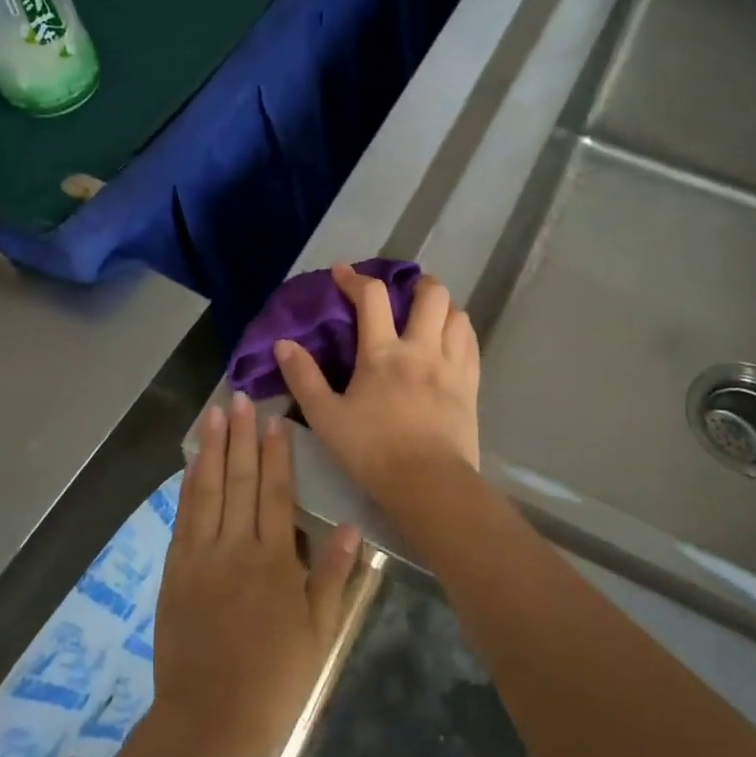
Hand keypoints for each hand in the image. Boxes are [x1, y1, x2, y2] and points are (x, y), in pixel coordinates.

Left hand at [151, 393, 359, 756]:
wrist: (209, 720)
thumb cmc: (274, 679)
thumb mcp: (319, 632)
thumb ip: (332, 575)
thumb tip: (348, 525)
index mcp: (276, 561)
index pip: (277, 492)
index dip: (277, 453)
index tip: (275, 419)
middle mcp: (236, 547)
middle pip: (241, 481)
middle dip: (242, 437)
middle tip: (240, 398)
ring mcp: (201, 557)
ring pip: (208, 490)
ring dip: (213, 449)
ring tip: (214, 414)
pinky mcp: (175, 571)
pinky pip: (183, 517)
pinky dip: (188, 485)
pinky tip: (193, 462)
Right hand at [273, 265, 481, 504]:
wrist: (428, 483)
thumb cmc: (372, 451)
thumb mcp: (325, 417)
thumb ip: (303, 378)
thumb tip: (283, 344)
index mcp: (383, 352)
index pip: (371, 297)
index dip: (354, 279)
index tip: (341, 272)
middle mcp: (421, 348)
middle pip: (431, 294)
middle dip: (416, 283)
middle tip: (403, 290)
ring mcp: (451, 365)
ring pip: (458, 315)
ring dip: (443, 306)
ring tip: (429, 315)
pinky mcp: (470, 385)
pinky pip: (471, 344)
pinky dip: (460, 332)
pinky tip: (451, 341)